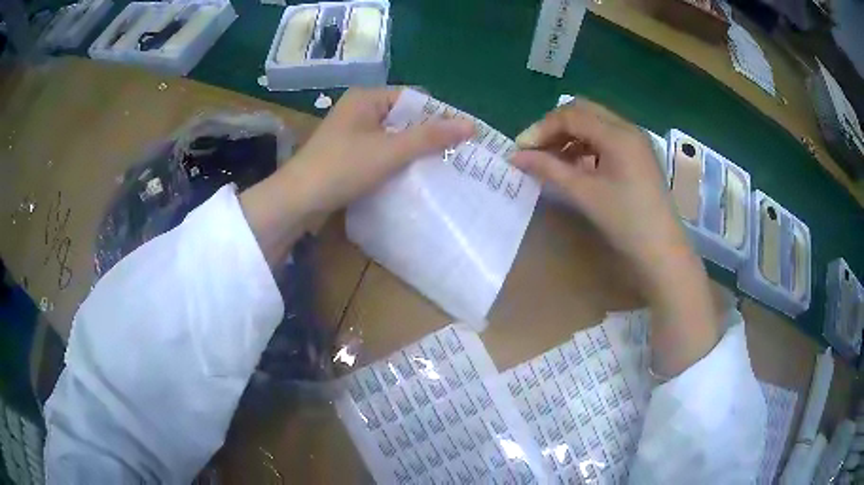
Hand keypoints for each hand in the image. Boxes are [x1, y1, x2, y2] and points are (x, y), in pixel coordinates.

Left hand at [281, 88, 474, 214]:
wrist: (298, 201)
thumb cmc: (341, 168)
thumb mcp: (389, 151)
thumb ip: (430, 137)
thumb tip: (471, 125)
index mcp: (366, 98)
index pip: (413, 98)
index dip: (438, 114)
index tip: (461, 136)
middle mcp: (359, 110)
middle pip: (404, 117)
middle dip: (428, 134)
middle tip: (456, 154)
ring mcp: (352, 133)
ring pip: (393, 136)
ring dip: (413, 149)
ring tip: (441, 166)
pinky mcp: (348, 154)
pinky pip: (381, 151)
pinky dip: (397, 160)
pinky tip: (413, 174)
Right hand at [512, 98, 718, 375]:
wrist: (662, 252)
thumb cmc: (625, 222)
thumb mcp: (585, 194)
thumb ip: (549, 169)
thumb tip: (516, 156)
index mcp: (617, 134)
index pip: (571, 115)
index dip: (541, 129)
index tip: (521, 150)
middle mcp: (628, 128)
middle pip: (583, 111)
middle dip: (555, 126)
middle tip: (536, 149)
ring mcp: (635, 141)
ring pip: (594, 123)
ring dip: (570, 135)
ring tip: (552, 160)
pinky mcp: (638, 155)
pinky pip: (606, 138)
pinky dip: (586, 145)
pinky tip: (576, 165)